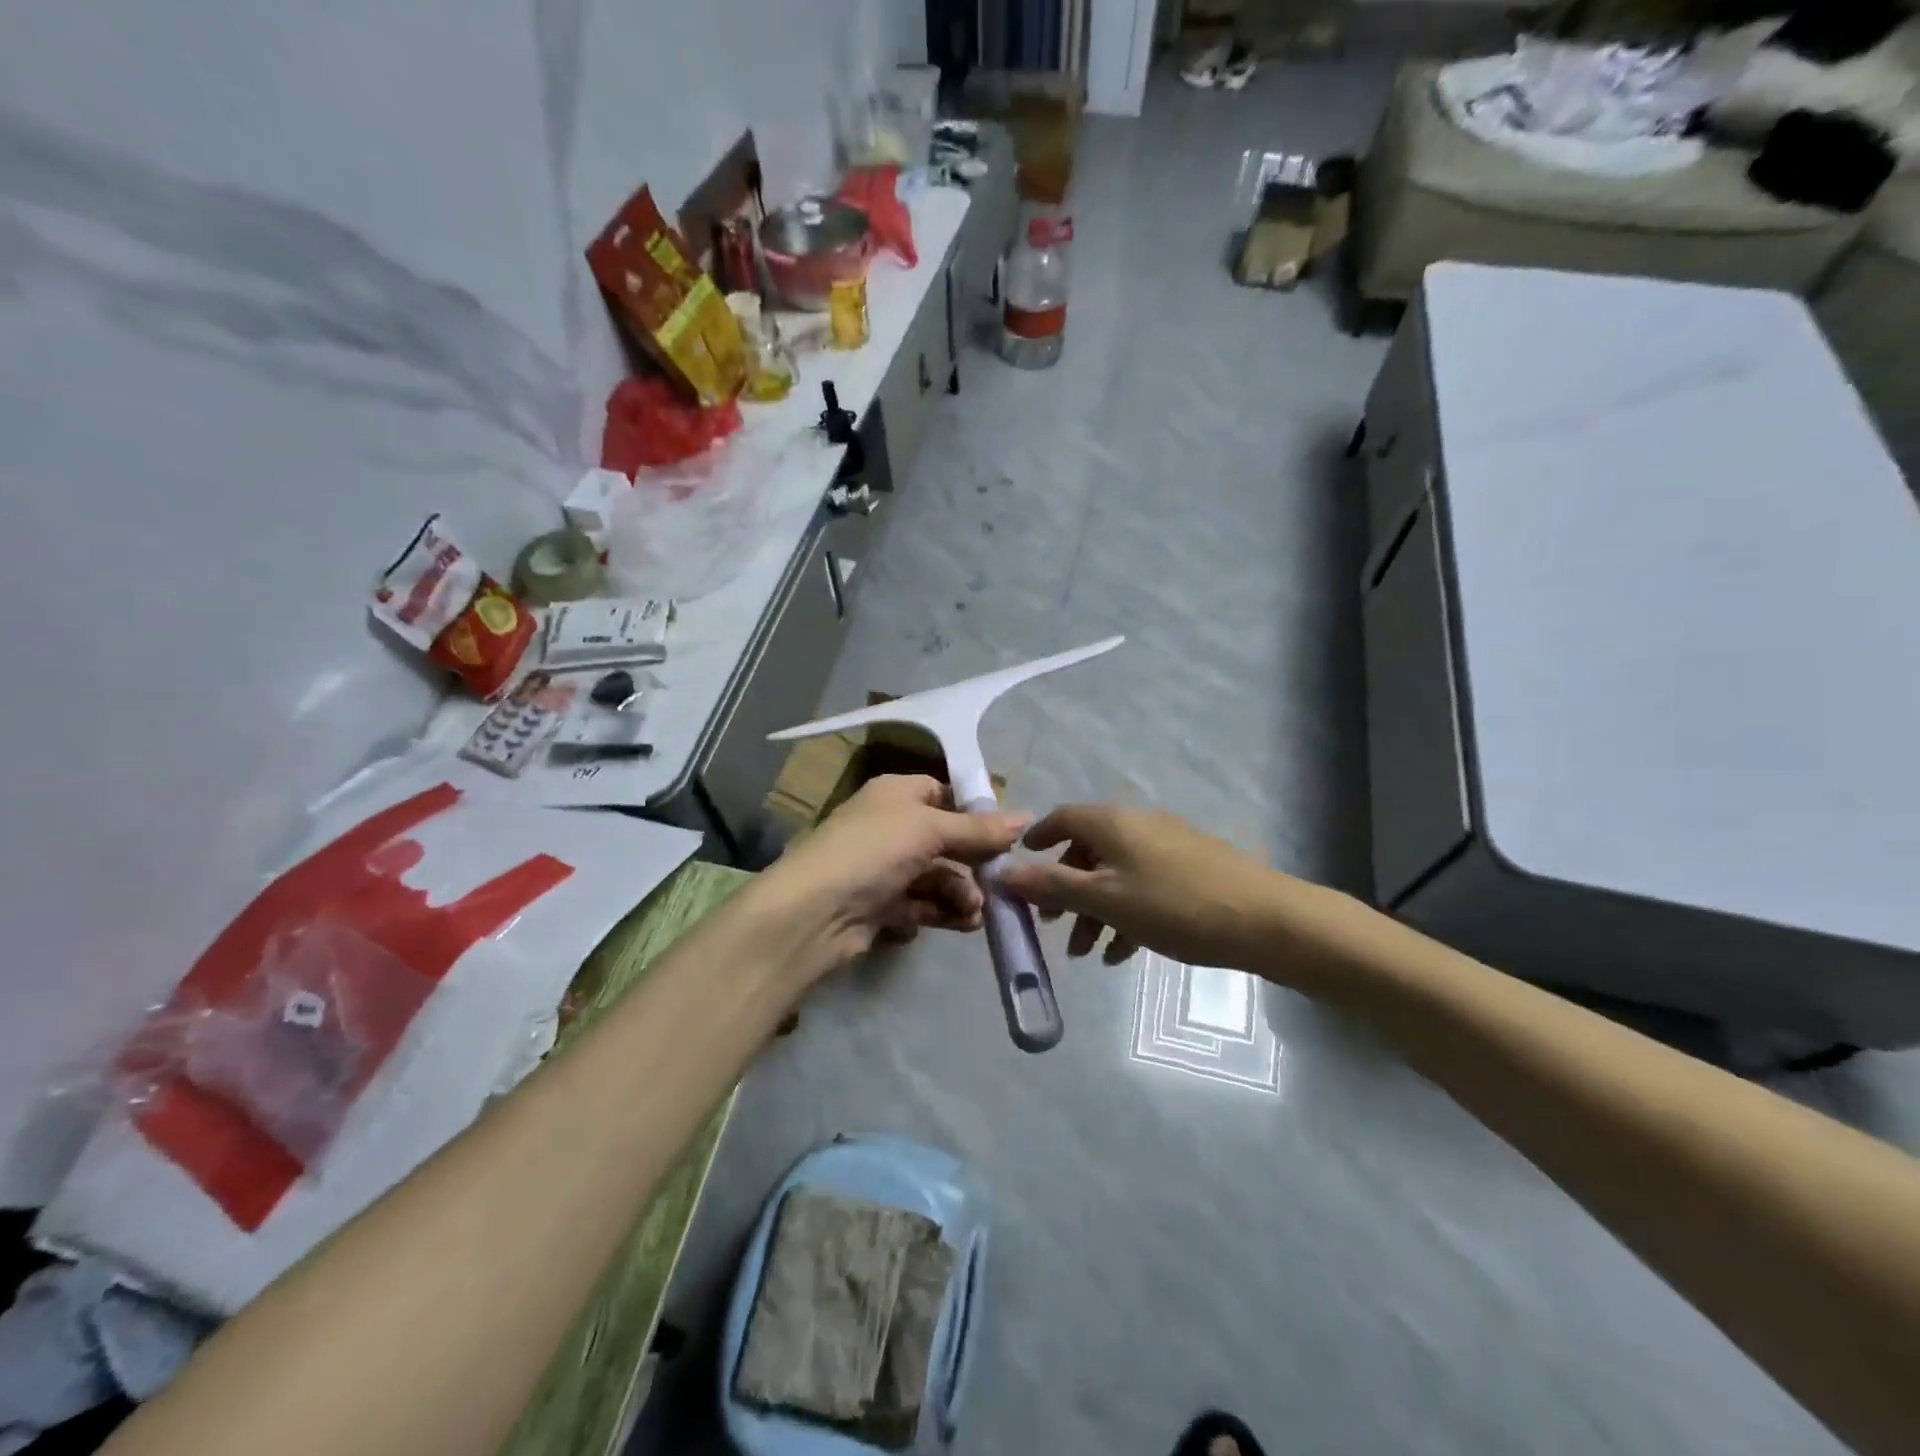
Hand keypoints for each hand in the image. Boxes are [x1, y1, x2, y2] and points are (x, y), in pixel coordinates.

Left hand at [752, 775, 1030, 983]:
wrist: (814, 912)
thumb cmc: (873, 851)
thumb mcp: (930, 829)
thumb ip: (978, 828)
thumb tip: (1026, 817)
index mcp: (895, 795)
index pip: (942, 793)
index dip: (974, 813)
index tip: (1007, 835)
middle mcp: (889, 827)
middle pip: (945, 840)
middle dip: (973, 863)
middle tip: (997, 885)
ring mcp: (883, 869)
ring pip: (936, 877)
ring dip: (961, 893)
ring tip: (973, 912)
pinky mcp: (880, 907)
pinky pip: (922, 906)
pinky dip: (942, 913)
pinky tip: (960, 924)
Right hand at [996, 803, 1292, 971]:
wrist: (1264, 920)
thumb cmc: (1173, 905)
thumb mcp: (1104, 899)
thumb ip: (1052, 885)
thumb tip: (1001, 871)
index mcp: (1112, 823)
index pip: (1062, 818)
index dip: (1037, 840)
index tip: (1019, 865)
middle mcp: (1137, 825)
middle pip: (1088, 850)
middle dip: (1065, 888)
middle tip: (1053, 925)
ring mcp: (1167, 846)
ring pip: (1116, 874)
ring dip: (1094, 910)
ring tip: (1086, 953)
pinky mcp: (1191, 869)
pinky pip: (1144, 887)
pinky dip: (1125, 914)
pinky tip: (1122, 954)